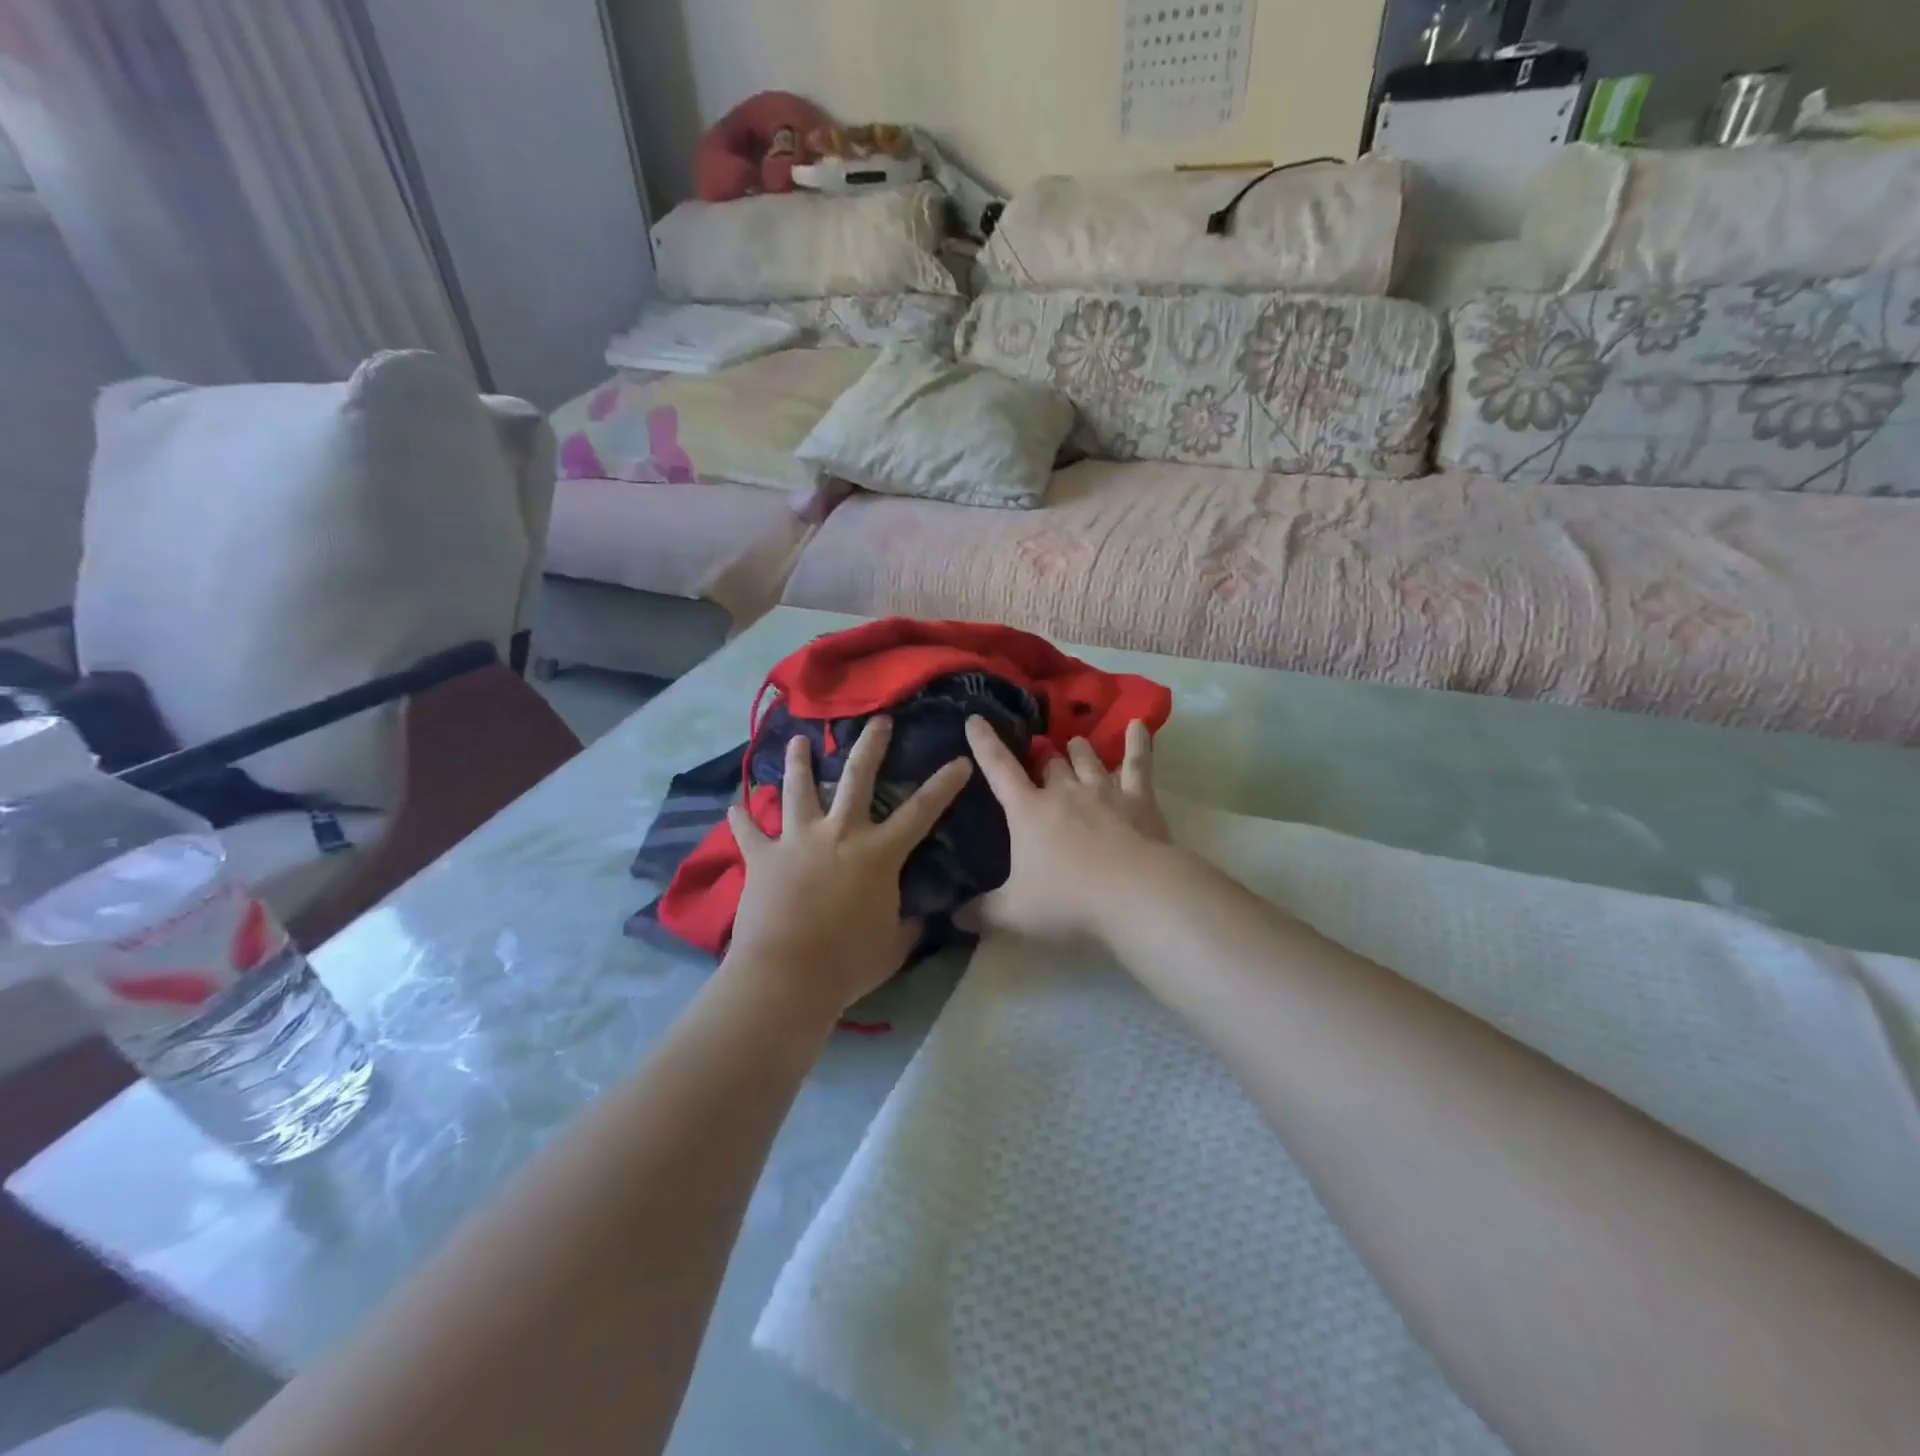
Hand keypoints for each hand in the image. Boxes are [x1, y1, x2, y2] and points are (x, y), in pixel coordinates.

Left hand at [723, 716, 972, 1016]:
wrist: (787, 976)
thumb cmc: (848, 962)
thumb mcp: (893, 946)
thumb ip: (909, 925)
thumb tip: (921, 918)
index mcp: (879, 853)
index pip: (922, 811)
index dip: (944, 784)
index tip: (960, 760)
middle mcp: (840, 833)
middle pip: (857, 777)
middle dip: (870, 745)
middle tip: (878, 720)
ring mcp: (797, 840)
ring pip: (798, 789)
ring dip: (798, 762)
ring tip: (797, 741)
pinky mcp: (762, 856)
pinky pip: (748, 831)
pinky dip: (741, 817)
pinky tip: (733, 804)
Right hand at [963, 716, 1171, 941]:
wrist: (1135, 894)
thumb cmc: (1068, 900)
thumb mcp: (1015, 913)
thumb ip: (982, 912)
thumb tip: (953, 917)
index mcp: (1028, 811)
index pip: (999, 769)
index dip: (985, 743)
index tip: (975, 719)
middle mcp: (1064, 792)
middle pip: (1050, 763)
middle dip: (1042, 756)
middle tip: (1040, 753)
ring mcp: (1103, 791)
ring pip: (1087, 759)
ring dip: (1079, 751)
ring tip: (1074, 743)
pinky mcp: (1139, 799)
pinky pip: (1138, 763)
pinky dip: (1138, 743)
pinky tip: (1139, 725)